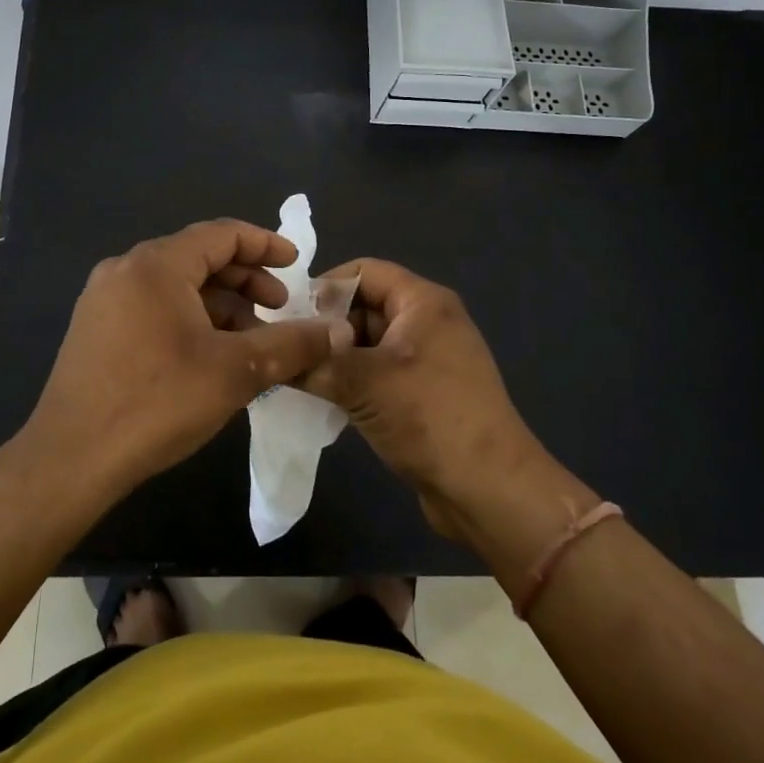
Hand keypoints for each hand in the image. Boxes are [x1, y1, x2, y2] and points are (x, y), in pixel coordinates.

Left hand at [22, 219, 342, 497]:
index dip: (265, 245)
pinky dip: (190, 319)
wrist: (71, 459)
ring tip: (252, 338)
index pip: (221, 234)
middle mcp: (126, 269)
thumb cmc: (157, 403)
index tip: (298, 264)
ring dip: (220, 304)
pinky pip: (154, 307)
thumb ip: (292, 344)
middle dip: (245, 279)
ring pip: (176, 286)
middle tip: (280, 307)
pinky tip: (211, 354)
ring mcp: (104, 299)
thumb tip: (339, 331)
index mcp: (156, 265)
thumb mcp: (236, 371)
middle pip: (198, 257)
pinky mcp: (95, 329)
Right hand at [298, 258, 562, 544]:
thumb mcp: (363, 383)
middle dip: (325, 327)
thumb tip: (273, 352)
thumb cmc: (430, 419)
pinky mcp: (425, 393)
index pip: (363, 271)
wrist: (490, 491)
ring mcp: (428, 359)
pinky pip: (379, 372)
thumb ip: (314, 361)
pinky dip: (352, 380)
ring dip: (335, 358)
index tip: (288, 316)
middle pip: (364, 306)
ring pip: (368, 343)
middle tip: (286, 351)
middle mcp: (428, 322)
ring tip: (297, 377)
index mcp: (423, 302)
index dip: (324, 287)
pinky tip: (323, 400)